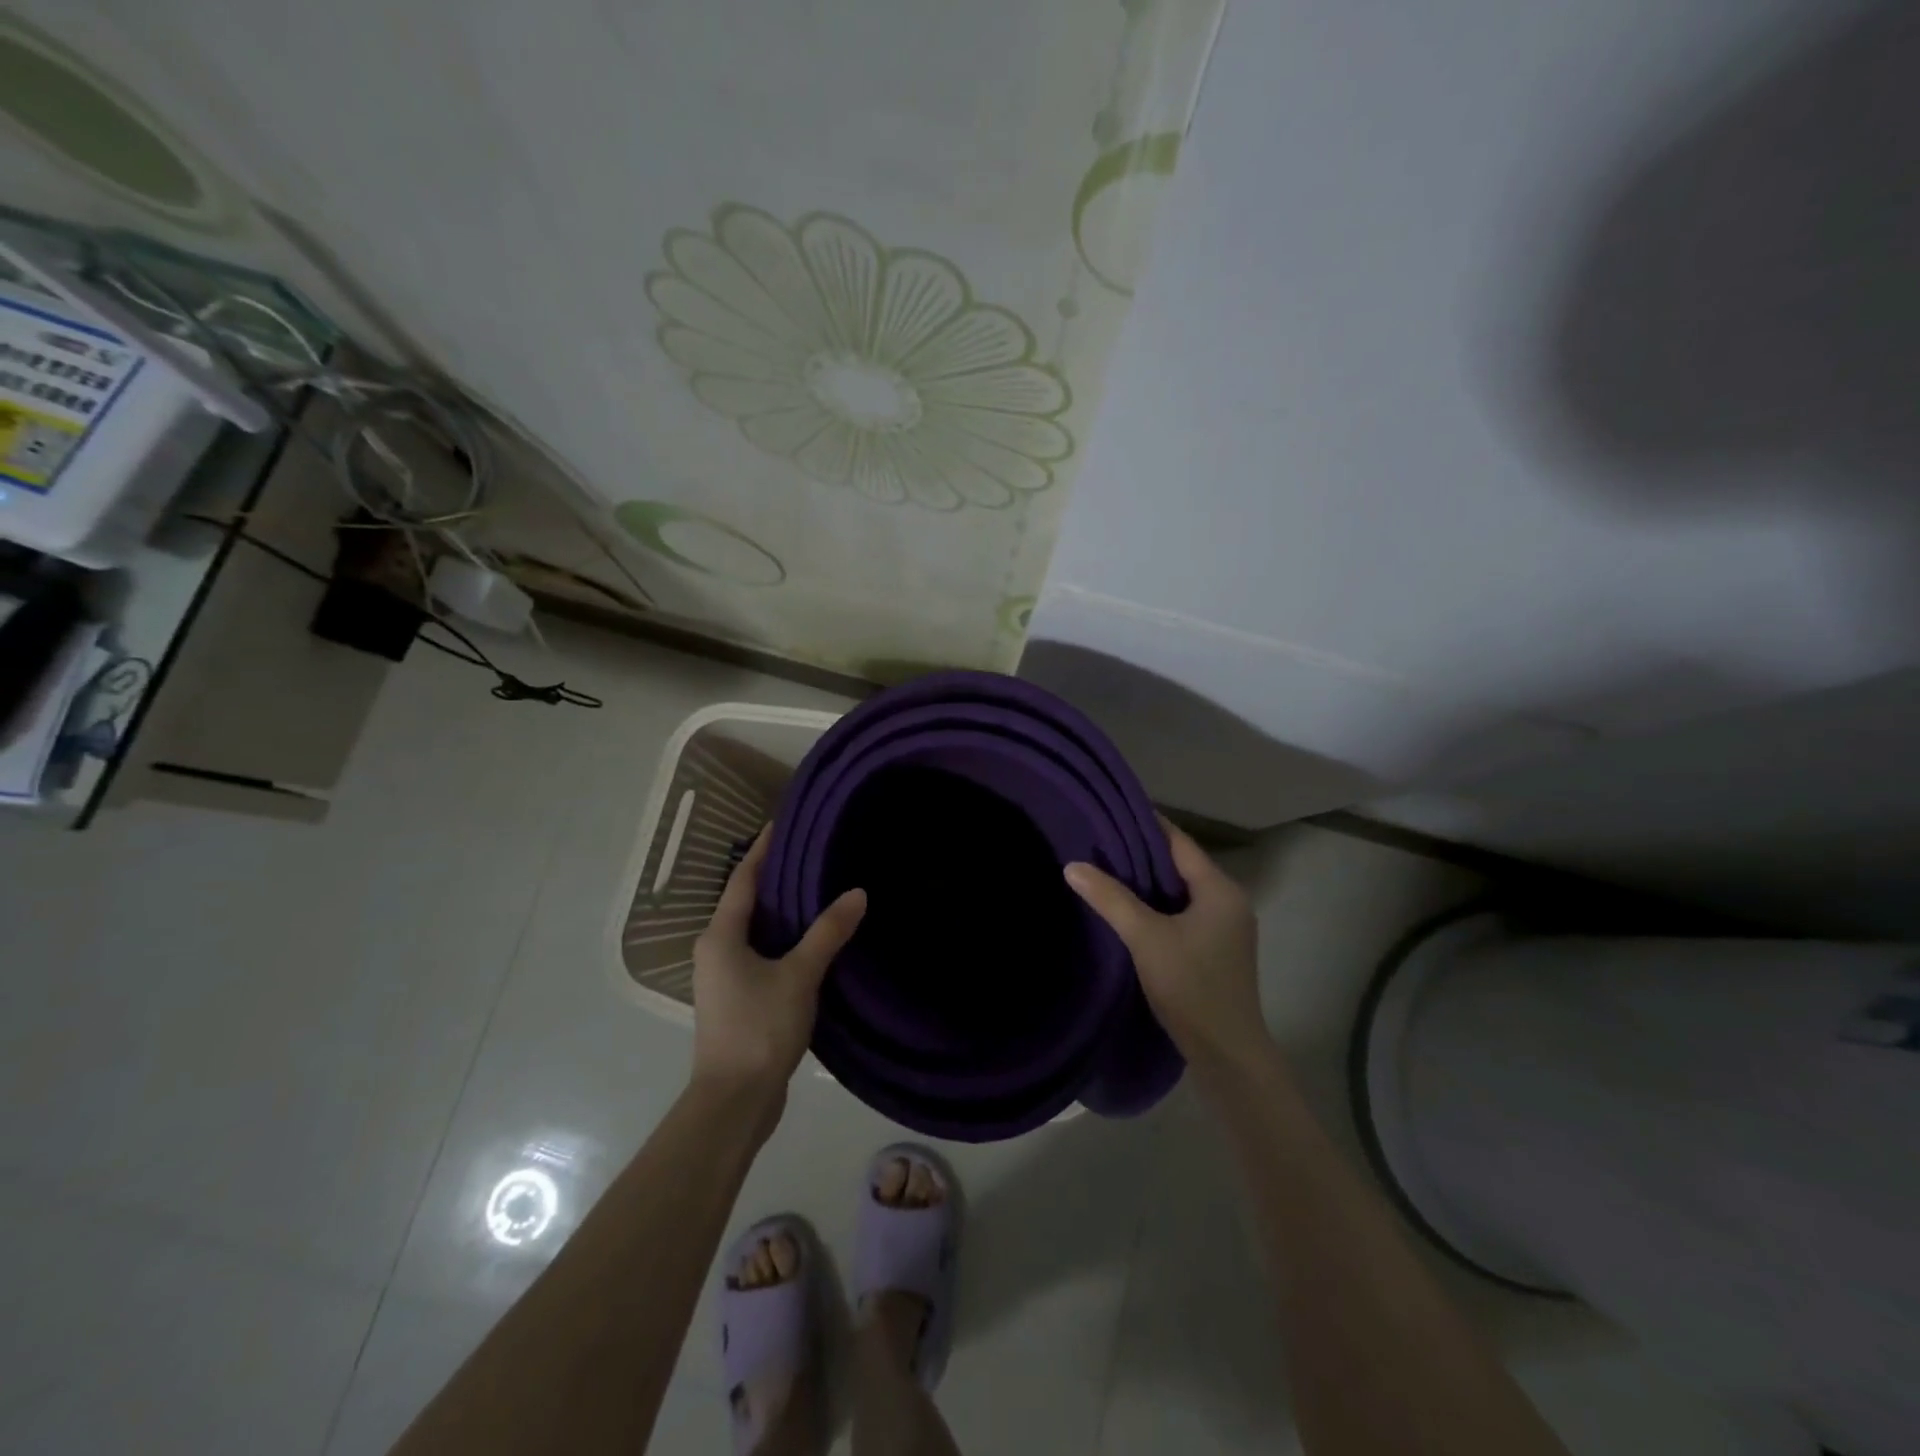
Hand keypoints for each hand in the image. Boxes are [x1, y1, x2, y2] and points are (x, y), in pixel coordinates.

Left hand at [691, 827, 865, 1101]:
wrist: (735, 1101)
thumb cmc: (759, 1028)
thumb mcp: (799, 975)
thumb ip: (828, 932)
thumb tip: (857, 892)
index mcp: (721, 936)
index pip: (742, 879)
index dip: (762, 849)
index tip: (781, 822)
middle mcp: (715, 950)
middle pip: (746, 902)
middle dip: (774, 876)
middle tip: (810, 852)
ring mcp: (723, 977)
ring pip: (753, 930)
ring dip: (780, 910)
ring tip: (816, 888)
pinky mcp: (736, 1000)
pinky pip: (760, 954)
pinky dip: (782, 939)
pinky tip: (810, 940)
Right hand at [1064, 817, 1263, 1065]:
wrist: (1227, 1053)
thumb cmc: (1191, 986)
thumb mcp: (1145, 938)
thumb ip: (1110, 899)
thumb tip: (1072, 866)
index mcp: (1220, 889)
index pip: (1179, 841)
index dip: (1146, 824)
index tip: (1110, 812)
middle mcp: (1228, 900)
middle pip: (1180, 864)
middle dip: (1142, 853)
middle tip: (1099, 841)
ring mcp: (1226, 927)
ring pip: (1181, 890)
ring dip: (1148, 881)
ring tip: (1106, 869)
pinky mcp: (1216, 949)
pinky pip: (1183, 912)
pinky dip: (1158, 905)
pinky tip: (1129, 909)